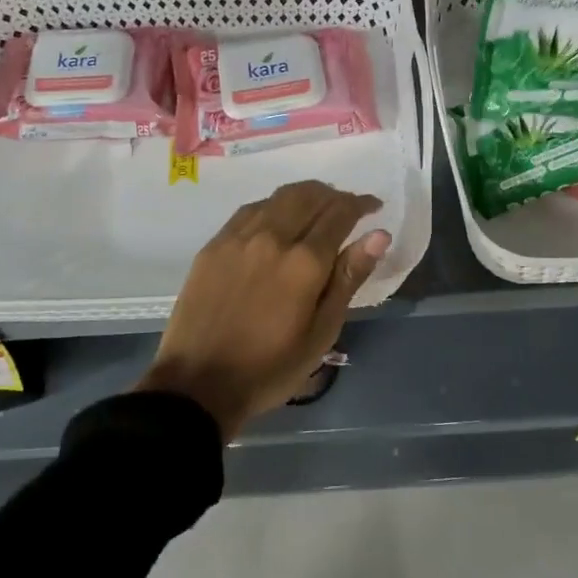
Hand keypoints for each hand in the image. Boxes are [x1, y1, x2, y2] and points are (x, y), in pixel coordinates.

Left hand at [136, 181, 390, 439]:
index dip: (360, 204)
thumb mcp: (321, 332)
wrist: (199, 383)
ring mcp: (239, 237)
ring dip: (305, 194)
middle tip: (347, 207)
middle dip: (334, 195)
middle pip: (309, 195)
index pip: (340, 213)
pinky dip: (274, 205)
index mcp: (304, 262)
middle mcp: (272, 236)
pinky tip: (278, 219)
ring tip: (317, 208)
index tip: (373, 207)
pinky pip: (251, 209)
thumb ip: (349, 278)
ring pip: (279, 197)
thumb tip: (379, 235)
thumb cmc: (270, 367)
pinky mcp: (215, 244)